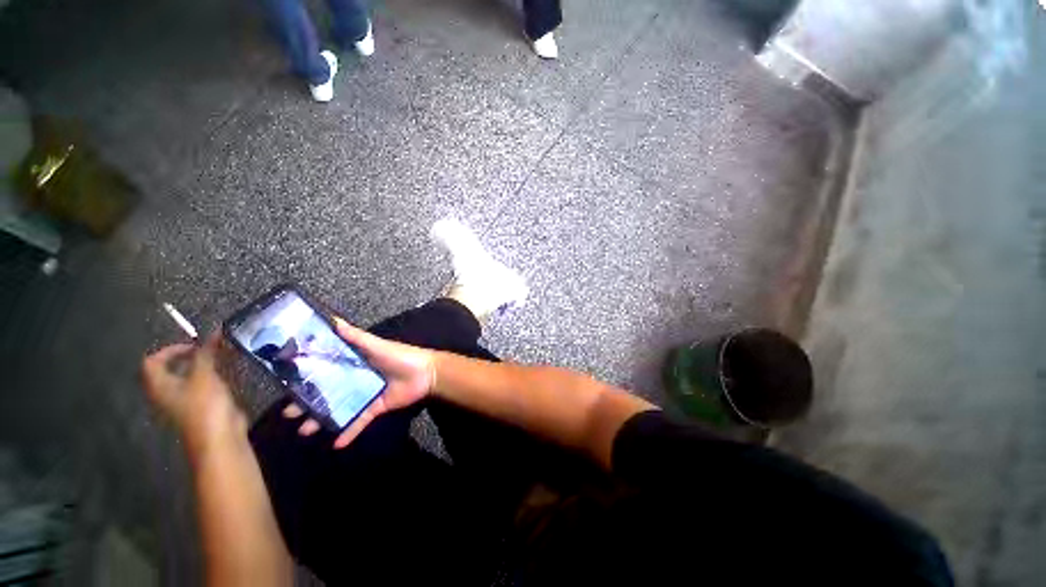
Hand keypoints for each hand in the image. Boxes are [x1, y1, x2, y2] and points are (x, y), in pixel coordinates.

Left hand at [142, 332, 247, 458]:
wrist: (219, 436)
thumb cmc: (204, 405)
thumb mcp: (204, 375)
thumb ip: (206, 354)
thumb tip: (214, 332)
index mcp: (160, 385)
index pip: (152, 361)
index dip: (170, 350)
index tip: (195, 345)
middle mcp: (167, 392)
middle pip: (170, 369)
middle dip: (189, 356)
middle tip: (211, 349)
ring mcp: (184, 401)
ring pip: (188, 377)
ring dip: (203, 365)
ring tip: (222, 358)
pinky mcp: (201, 406)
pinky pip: (202, 386)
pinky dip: (212, 376)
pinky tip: (227, 374)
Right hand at [285, 317, 435, 448]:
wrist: (427, 373)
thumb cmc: (401, 356)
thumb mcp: (377, 345)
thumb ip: (356, 336)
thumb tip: (333, 320)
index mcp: (356, 361)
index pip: (326, 368)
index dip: (308, 375)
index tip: (285, 381)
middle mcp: (357, 378)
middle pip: (328, 391)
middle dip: (308, 402)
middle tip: (288, 413)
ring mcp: (365, 394)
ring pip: (339, 408)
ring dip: (322, 419)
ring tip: (303, 430)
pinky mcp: (376, 407)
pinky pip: (360, 421)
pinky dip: (349, 432)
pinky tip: (335, 444)